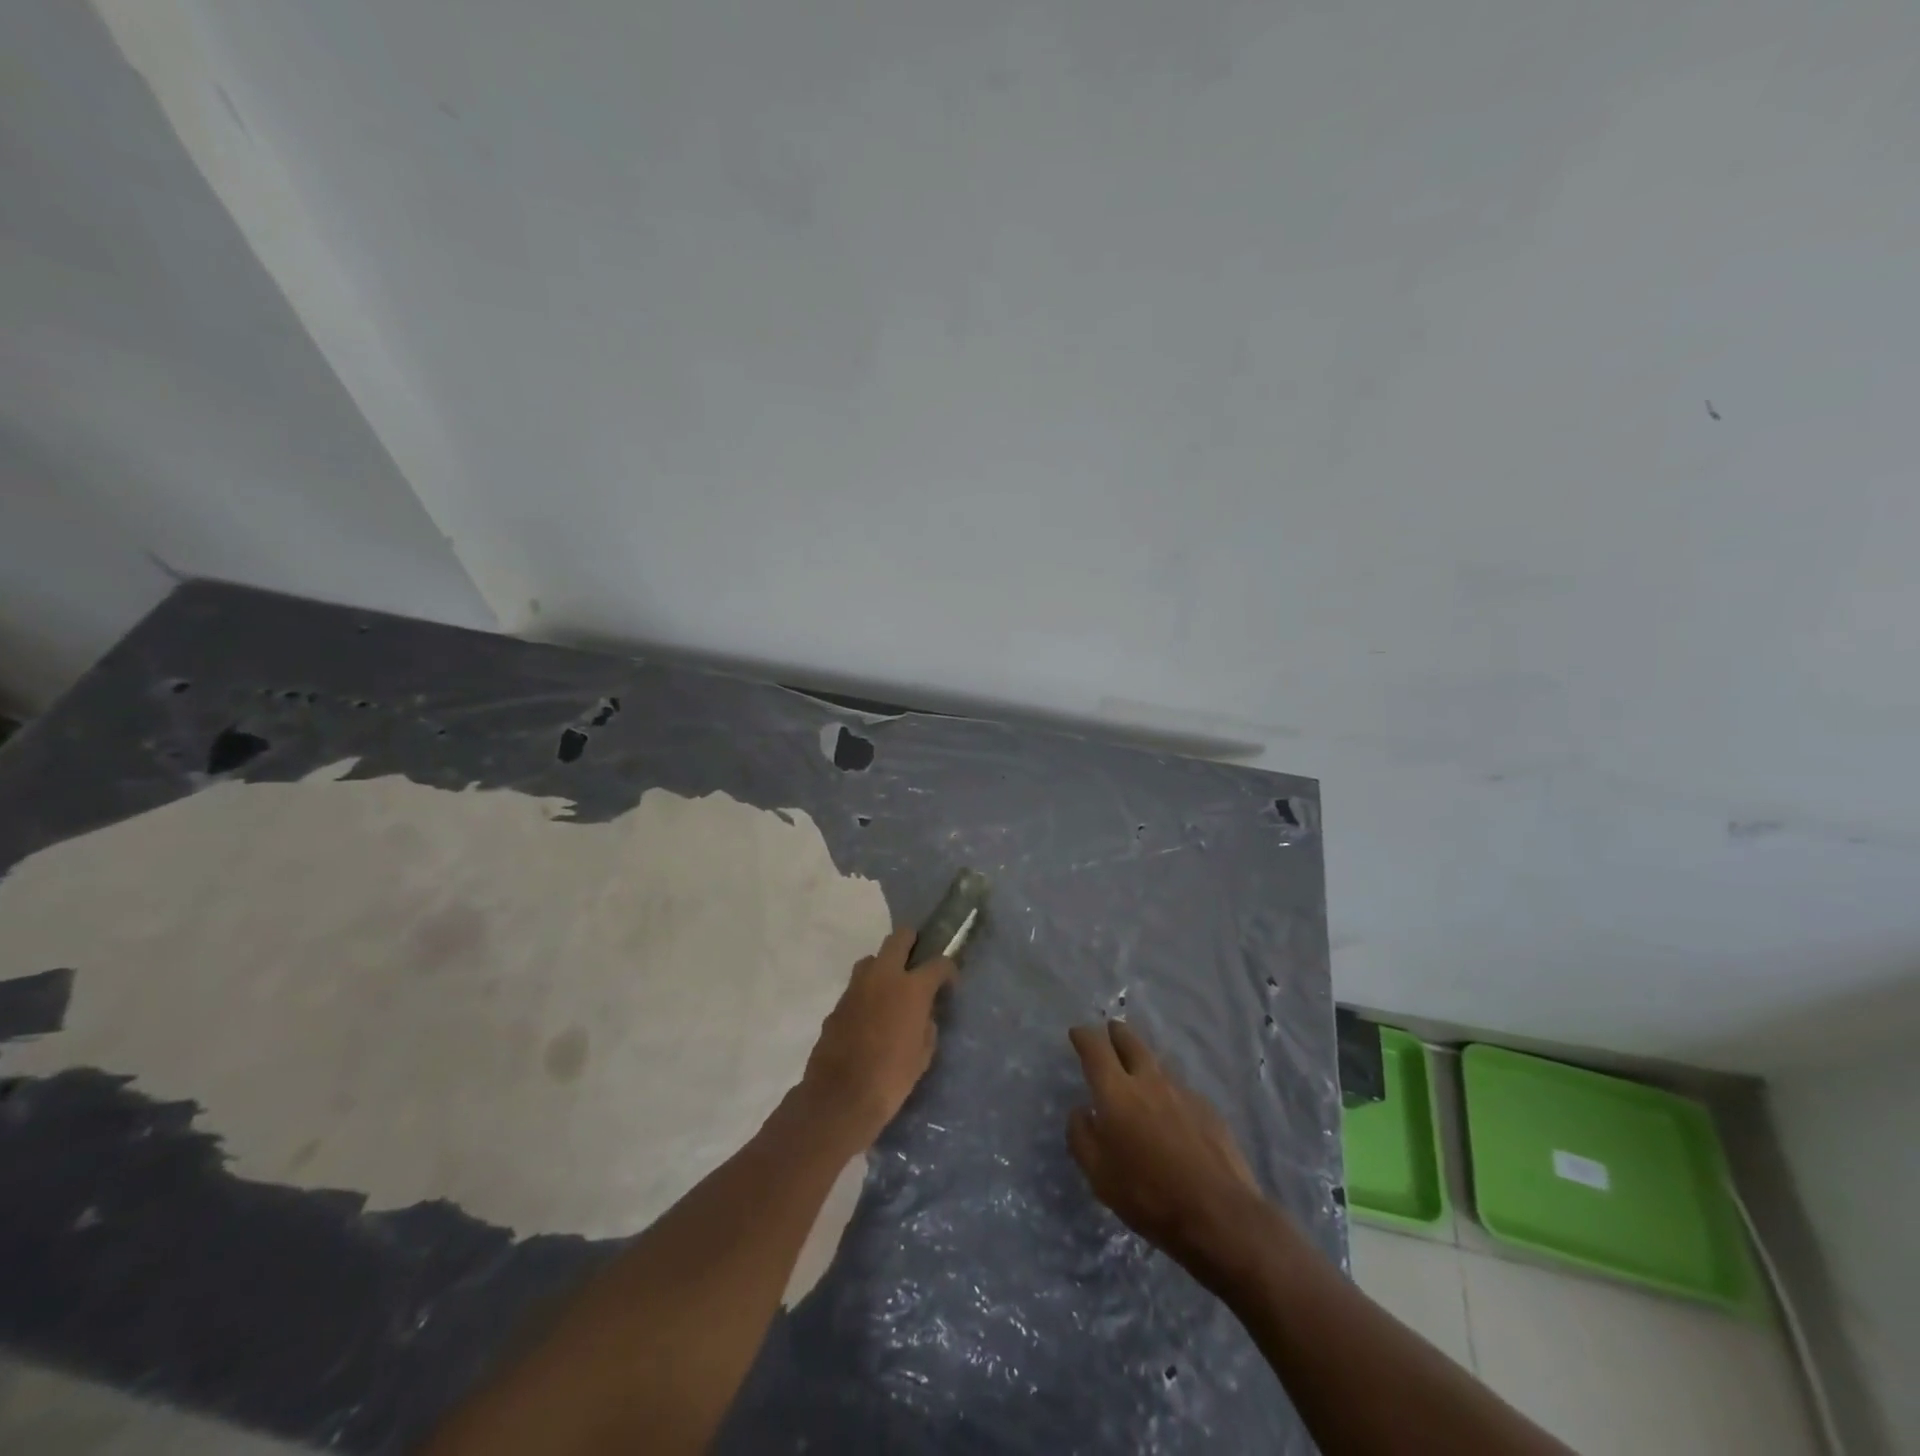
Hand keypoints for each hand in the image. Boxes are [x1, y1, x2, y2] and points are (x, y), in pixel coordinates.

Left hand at [798, 927, 954, 1149]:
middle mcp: (883, 977)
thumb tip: (923, 1017)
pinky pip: (856, 987)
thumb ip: (926, 1027)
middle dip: (911, 942)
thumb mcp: (923, 1055)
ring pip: (872, 959)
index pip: (938, 963)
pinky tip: (869, 1017)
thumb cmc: (891, 1078)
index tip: (950, 982)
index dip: (948, 969)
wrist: (840, 1097)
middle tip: (918, 959)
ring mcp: (856, 988)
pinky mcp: (837, 1004)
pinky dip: (866, 993)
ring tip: (891, 988)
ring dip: (884, 966)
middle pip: (898, 939)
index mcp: (911, 988)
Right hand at [1067, 1020, 1263, 1270]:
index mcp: (1116, 1092)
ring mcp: (1182, 1092)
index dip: (1084, 1036)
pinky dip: (1168, 1091)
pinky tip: (1171, 1111)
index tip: (1077, 1033)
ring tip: (1139, 1068)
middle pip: (1131, 1042)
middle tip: (1111, 1030)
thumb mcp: (1099, 1175)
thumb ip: (1082, 1137)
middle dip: (1117, 1033)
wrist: (1219, 1214)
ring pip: (1158, 1064)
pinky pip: (1180, 1090)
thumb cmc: (1148, 1194)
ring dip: (1144, 1060)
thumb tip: (1081, 1111)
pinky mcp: (1208, 1109)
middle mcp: (1149, 1081)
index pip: (1095, 1049)